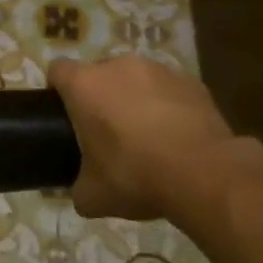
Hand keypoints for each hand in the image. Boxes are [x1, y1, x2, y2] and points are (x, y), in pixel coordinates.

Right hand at [49, 56, 256, 231]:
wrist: (205, 174)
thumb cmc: (136, 176)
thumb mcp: (93, 195)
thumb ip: (77, 187)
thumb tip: (80, 192)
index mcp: (85, 85)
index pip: (57, 71)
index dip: (57, 90)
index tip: (65, 115)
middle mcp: (118, 66)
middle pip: (98, 73)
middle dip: (99, 96)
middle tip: (106, 131)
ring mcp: (158, 70)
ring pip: (135, 78)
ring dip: (134, 98)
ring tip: (147, 134)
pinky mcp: (191, 81)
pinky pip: (168, 89)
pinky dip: (167, 105)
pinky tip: (176, 135)